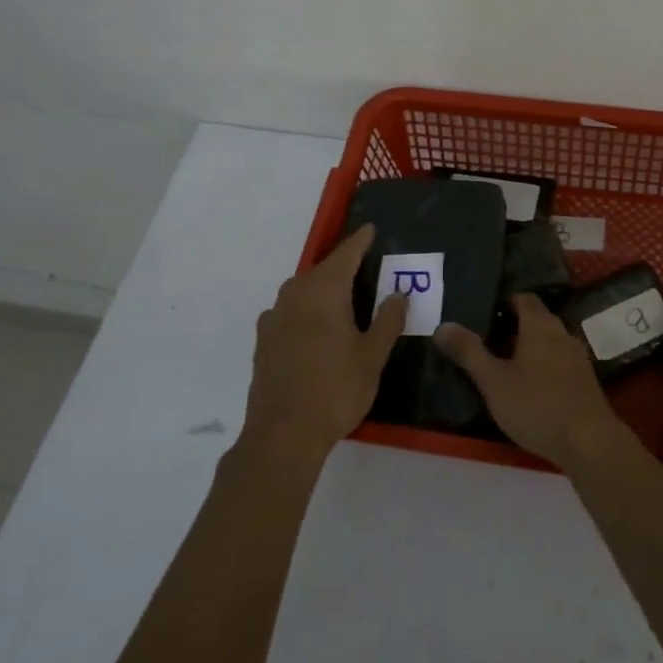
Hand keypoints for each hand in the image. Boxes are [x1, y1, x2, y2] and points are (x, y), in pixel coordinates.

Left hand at [246, 224, 406, 461]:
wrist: (283, 434)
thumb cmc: (336, 389)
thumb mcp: (372, 356)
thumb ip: (387, 321)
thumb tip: (399, 294)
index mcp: (324, 292)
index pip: (345, 255)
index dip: (359, 241)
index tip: (370, 229)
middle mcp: (295, 296)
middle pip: (320, 270)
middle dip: (340, 264)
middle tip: (362, 265)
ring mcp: (274, 319)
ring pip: (300, 290)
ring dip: (320, 286)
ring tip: (340, 296)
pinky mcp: (263, 342)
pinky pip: (288, 311)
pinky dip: (304, 308)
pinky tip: (312, 326)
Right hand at [434, 294, 624, 470]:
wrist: (589, 442)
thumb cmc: (537, 405)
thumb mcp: (494, 381)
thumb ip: (468, 352)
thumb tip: (442, 325)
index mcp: (540, 326)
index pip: (524, 298)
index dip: (503, 302)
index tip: (482, 315)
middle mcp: (562, 333)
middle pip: (536, 319)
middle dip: (512, 327)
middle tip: (485, 342)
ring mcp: (577, 357)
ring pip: (548, 342)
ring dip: (527, 349)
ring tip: (502, 366)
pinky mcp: (584, 381)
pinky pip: (558, 362)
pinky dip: (541, 366)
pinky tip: (528, 388)